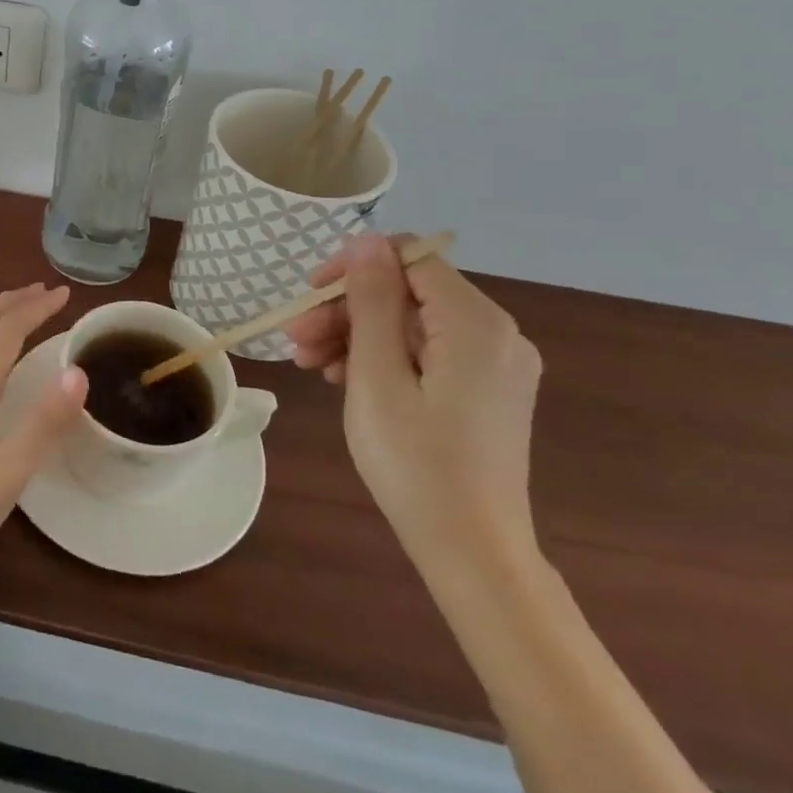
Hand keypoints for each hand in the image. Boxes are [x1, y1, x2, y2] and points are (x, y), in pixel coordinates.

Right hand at [289, 235, 543, 572]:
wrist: (473, 553)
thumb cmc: (416, 462)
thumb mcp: (377, 375)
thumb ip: (372, 300)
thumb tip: (367, 238)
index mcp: (476, 323)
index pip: (408, 258)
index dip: (353, 268)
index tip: (308, 297)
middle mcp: (496, 334)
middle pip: (407, 293)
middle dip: (346, 309)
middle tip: (295, 339)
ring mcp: (494, 365)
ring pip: (411, 324)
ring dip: (356, 335)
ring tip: (309, 364)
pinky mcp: (486, 390)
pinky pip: (426, 352)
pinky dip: (383, 357)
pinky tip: (343, 378)